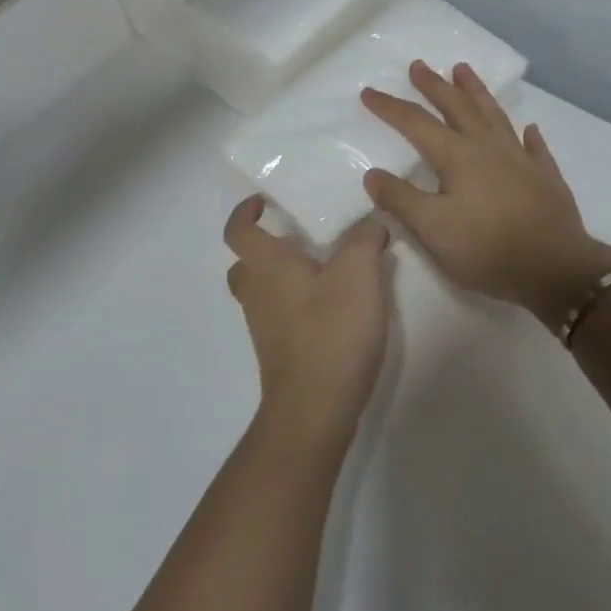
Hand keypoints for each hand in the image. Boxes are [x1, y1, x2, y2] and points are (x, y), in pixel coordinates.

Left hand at [224, 196, 393, 443]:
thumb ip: (366, 238)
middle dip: (264, 249)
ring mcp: (264, 329)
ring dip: (283, 279)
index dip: (244, 212)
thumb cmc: (331, 331)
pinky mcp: (280, 355)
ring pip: (263, 293)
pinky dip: (297, 307)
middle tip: (297, 242)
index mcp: (266, 266)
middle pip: (245, 265)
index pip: (238, 231)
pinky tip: (334, 310)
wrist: (315, 408)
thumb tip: (372, 222)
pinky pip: (280, 319)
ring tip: (325, 272)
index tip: (263, 202)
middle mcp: (257, 294)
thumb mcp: (359, 272)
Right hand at [361, 61, 610, 329]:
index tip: (369, 92)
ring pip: (494, 115)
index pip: (416, 123)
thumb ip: (400, 199)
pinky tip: (528, 128)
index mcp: (457, 156)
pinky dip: (527, 134)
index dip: (390, 107)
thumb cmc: (487, 248)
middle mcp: (488, 147)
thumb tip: (372, 173)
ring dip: (476, 91)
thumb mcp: (432, 229)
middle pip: (457, 107)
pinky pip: (534, 146)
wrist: (556, 269)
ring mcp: (521, 159)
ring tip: (463, 70)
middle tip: (419, 65)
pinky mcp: (545, 177)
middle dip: (434, 86)